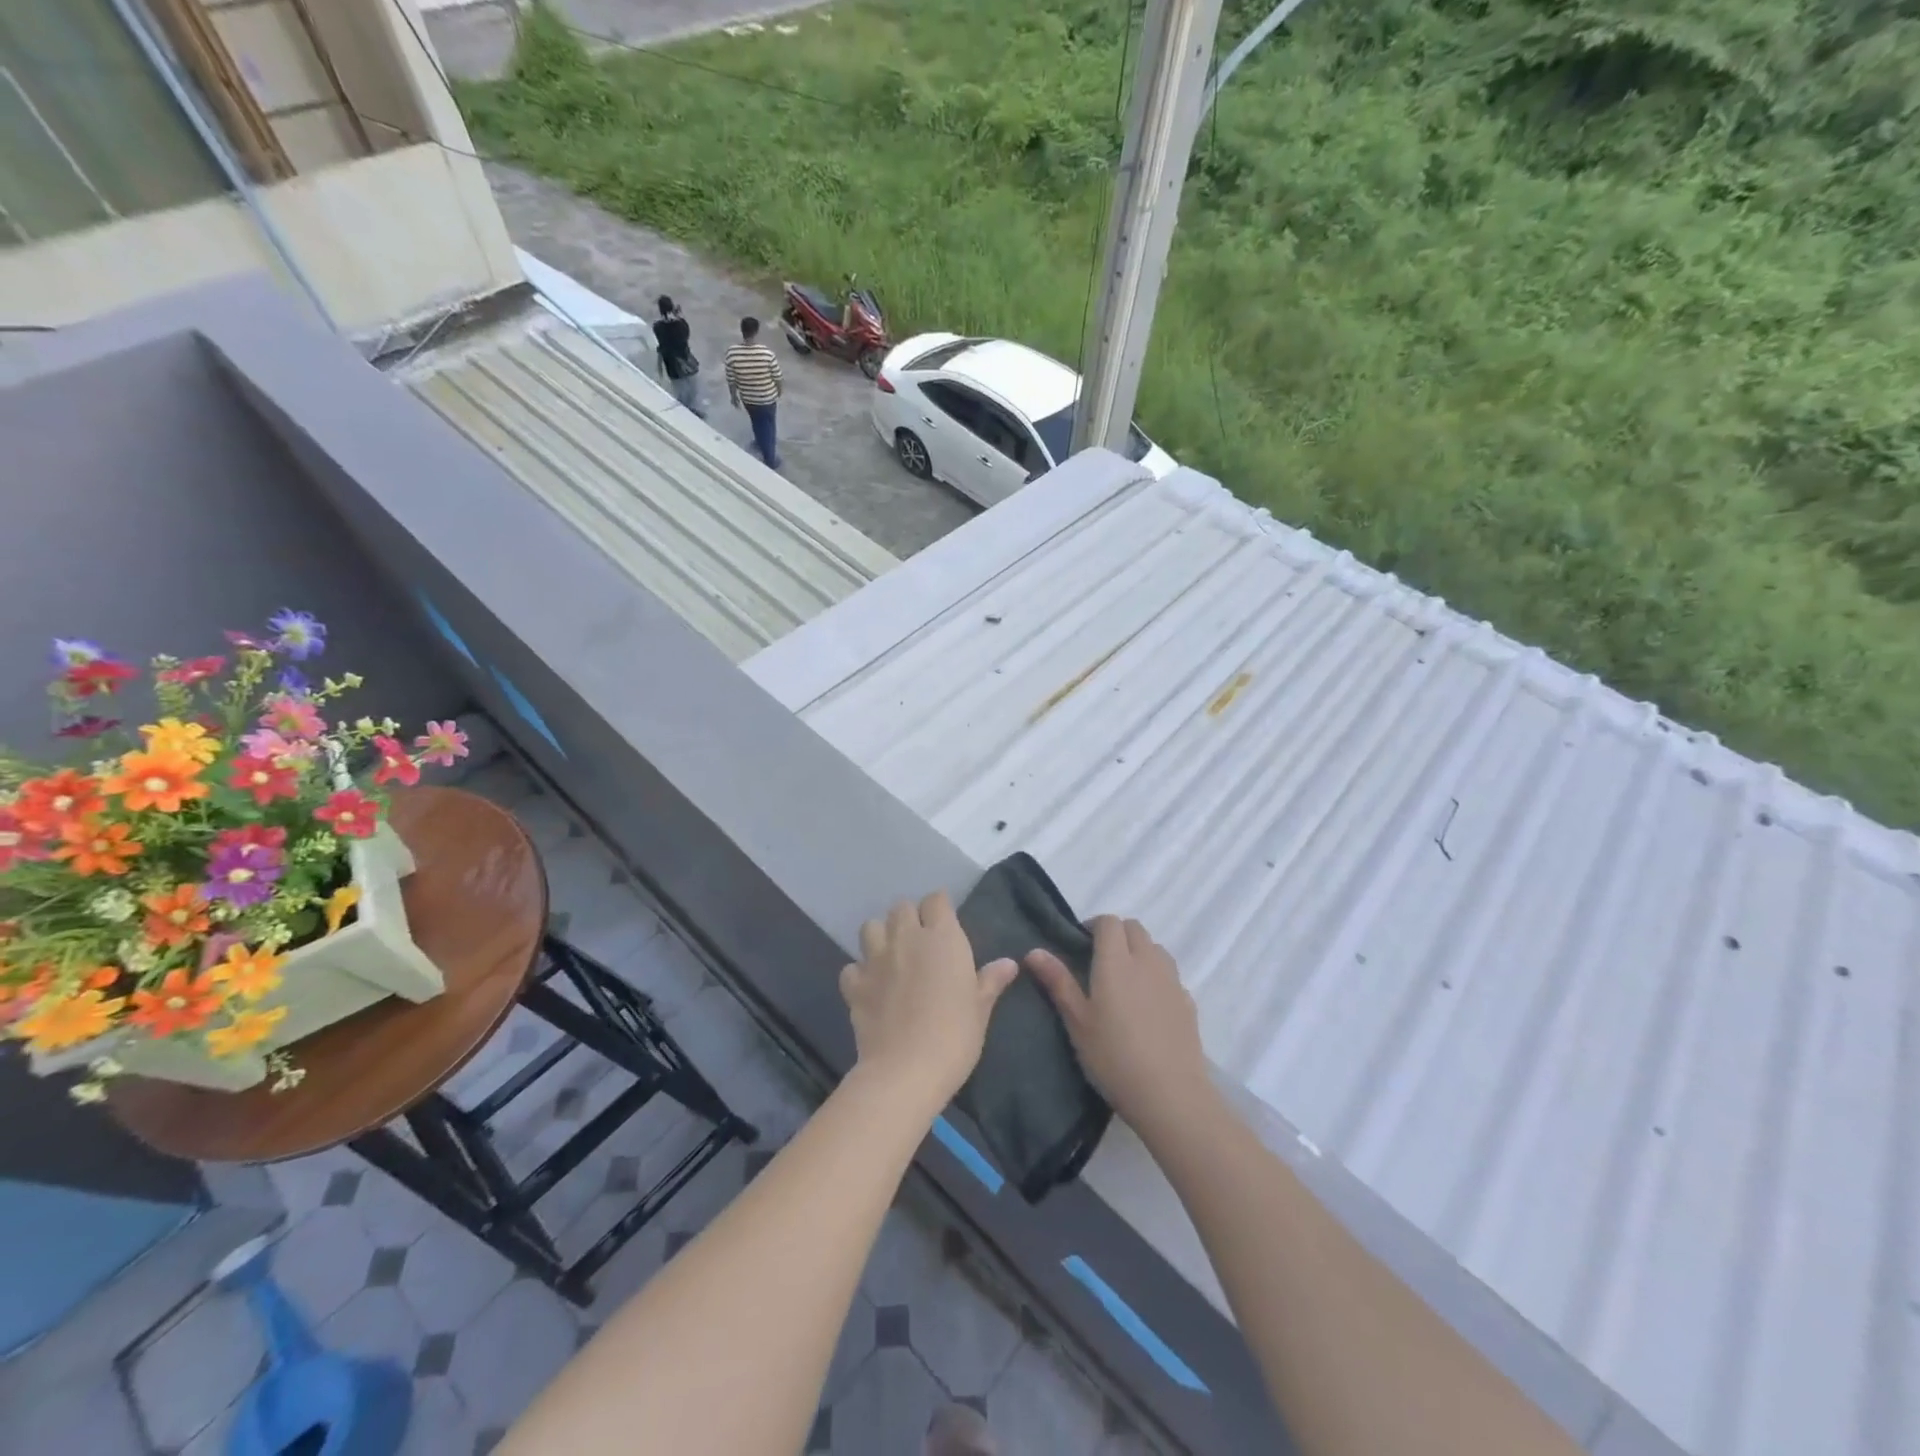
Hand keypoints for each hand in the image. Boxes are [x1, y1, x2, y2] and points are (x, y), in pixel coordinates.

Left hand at [840, 893, 1017, 1115]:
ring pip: (870, 926)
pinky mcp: (854, 984)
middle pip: (901, 907)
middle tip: (920, 942)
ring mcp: (875, 959)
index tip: (946, 923)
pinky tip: (870, 987)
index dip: (940, 907)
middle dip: (910, 917)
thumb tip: (1009, 963)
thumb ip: (990, 981)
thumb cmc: (954, 1036)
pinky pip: (852, 966)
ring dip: (880, 936)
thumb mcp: (980, 1009)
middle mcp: (906, 938)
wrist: (906, 1070)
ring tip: (891, 956)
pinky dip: (859, 973)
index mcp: (942, 938)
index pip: (936, 900)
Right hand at [1027, 917, 1212, 1135]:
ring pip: (1155, 948)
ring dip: (1139, 952)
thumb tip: (1034, 951)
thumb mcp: (1077, 1021)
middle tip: (1099, 962)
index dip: (1095, 926)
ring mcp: (1172, 980)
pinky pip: (1170, 975)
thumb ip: (1058, 982)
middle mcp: (1147, 961)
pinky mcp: (1188, 1002)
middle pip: (1135, 928)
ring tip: (1125, 981)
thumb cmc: (1113, 1056)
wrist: (1170, 1094)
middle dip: (1117, 935)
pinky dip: (1157, 977)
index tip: (1082, 945)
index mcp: (1116, 961)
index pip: (1110, 922)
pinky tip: (1148, 1007)